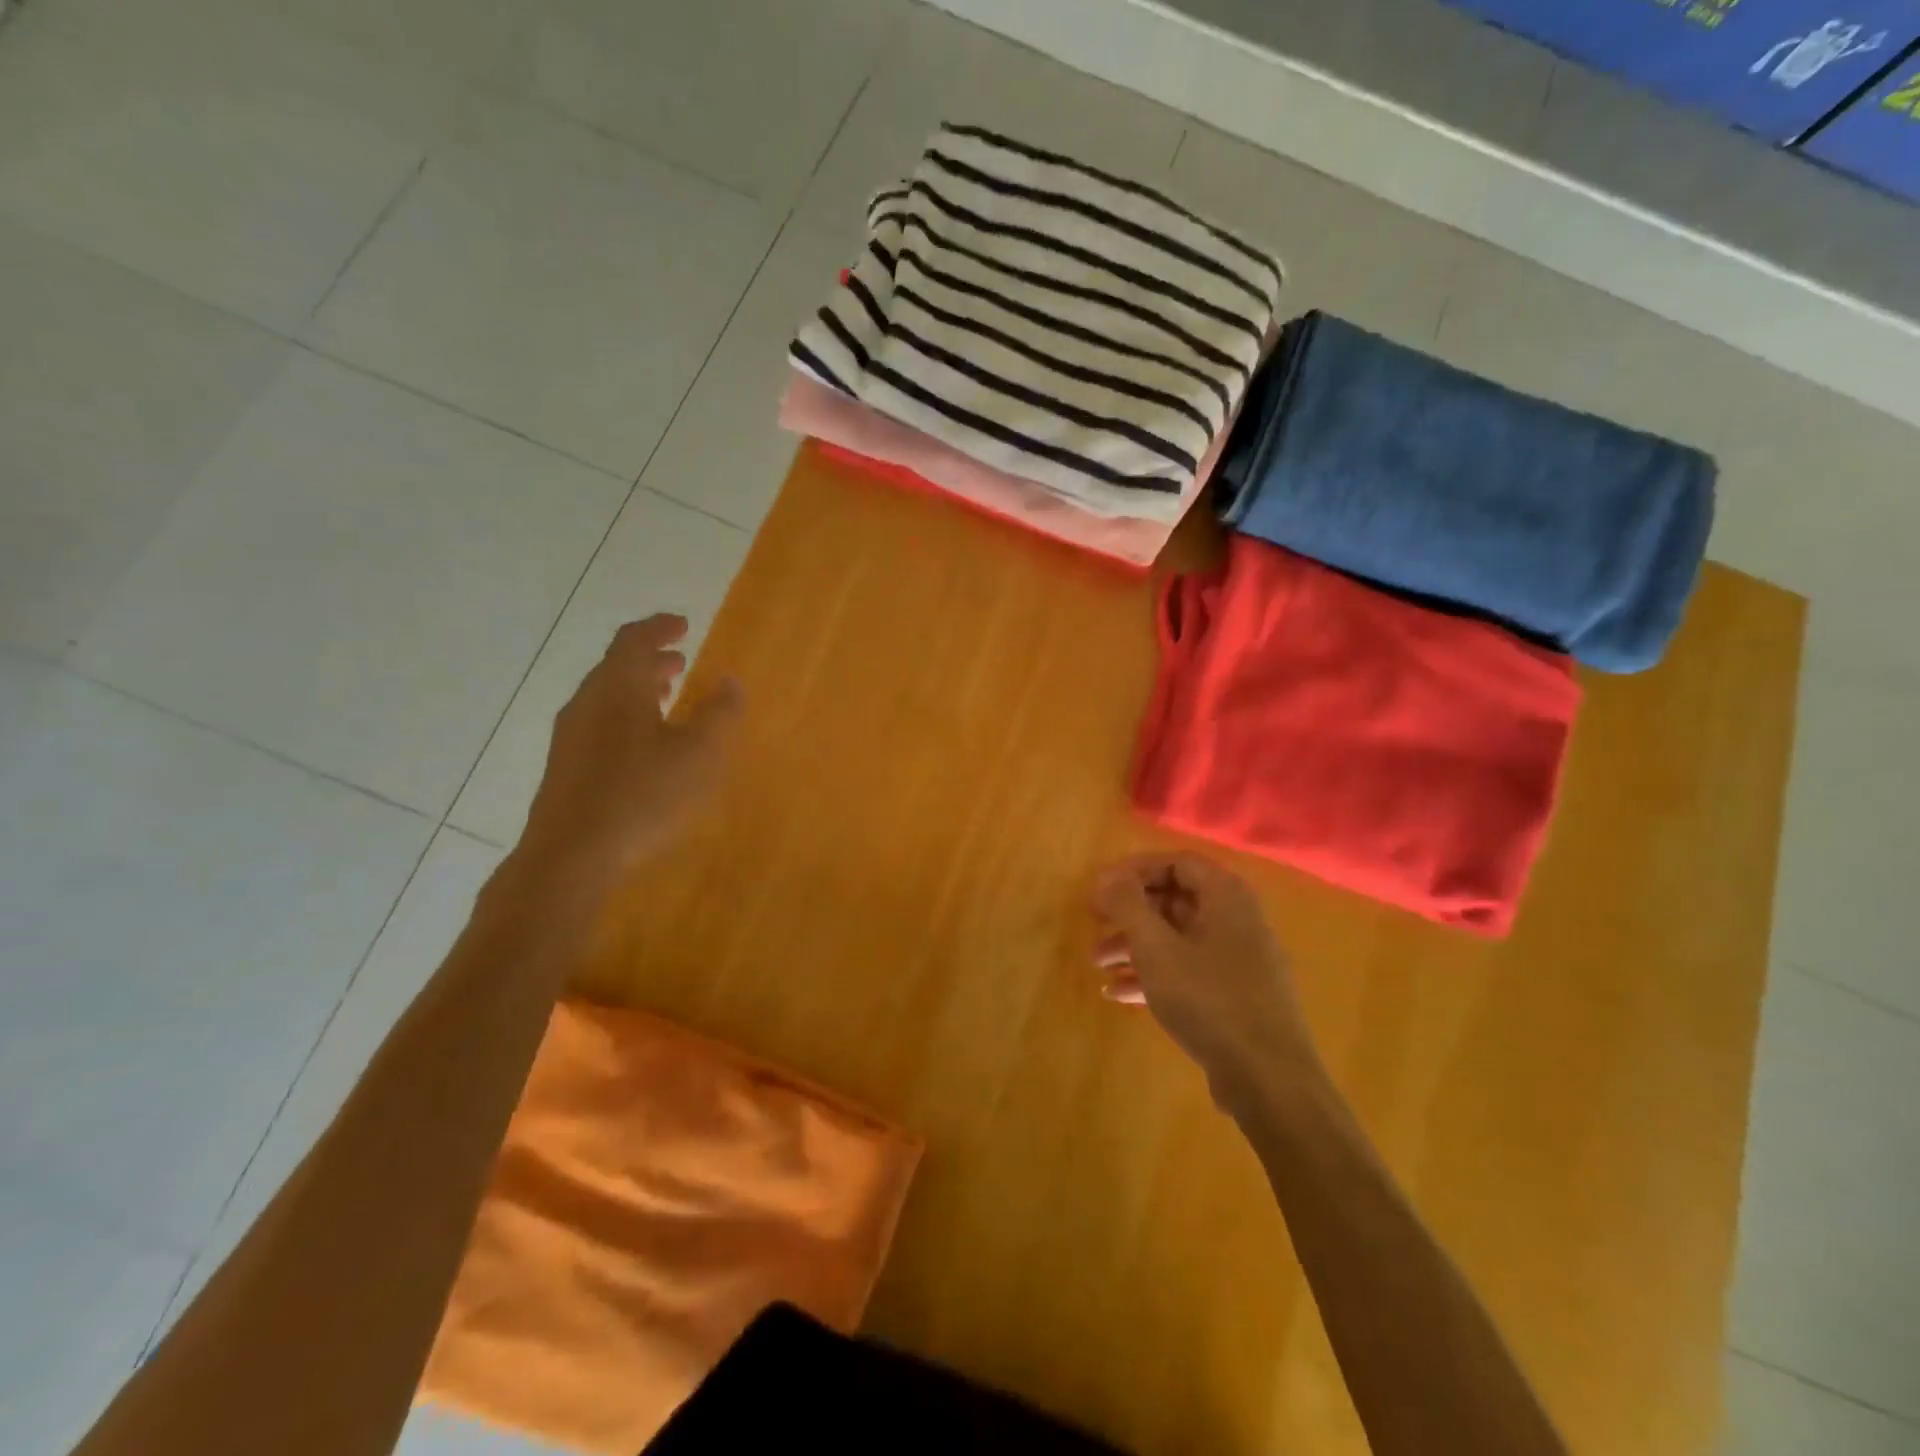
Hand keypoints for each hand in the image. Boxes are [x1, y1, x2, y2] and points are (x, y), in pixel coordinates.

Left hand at [515, 614, 741, 895]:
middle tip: (681, 662)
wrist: (571, 856)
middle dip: (651, 660)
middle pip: (617, 667)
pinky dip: (627, 716)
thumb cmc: (642, 796)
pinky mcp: (566, 767)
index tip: (684, 624)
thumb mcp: (699, 755)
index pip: (635, 639)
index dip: (660, 627)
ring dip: (639, 690)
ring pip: (608, 697)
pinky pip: (600, 723)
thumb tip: (730, 682)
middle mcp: (588, 702)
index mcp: (618, 688)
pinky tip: (646, 746)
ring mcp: (571, 736)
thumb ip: (719, 714)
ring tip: (668, 698)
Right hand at [1092, 853, 1319, 1105]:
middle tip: (1093, 922)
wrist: (1269, 1080)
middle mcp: (1237, 920)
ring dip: (1134, 946)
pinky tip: (1117, 993)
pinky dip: (1153, 974)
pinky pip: (1188, 970)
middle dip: (1129, 912)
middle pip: (1175, 900)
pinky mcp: (1235, 996)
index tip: (1100, 888)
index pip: (1176, 862)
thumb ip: (1128, 905)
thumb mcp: (1156, 948)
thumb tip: (1107, 876)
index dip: (1134, 870)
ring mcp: (1238, 960)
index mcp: (1226, 897)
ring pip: (1177, 938)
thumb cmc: (1209, 1000)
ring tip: (1096, 964)